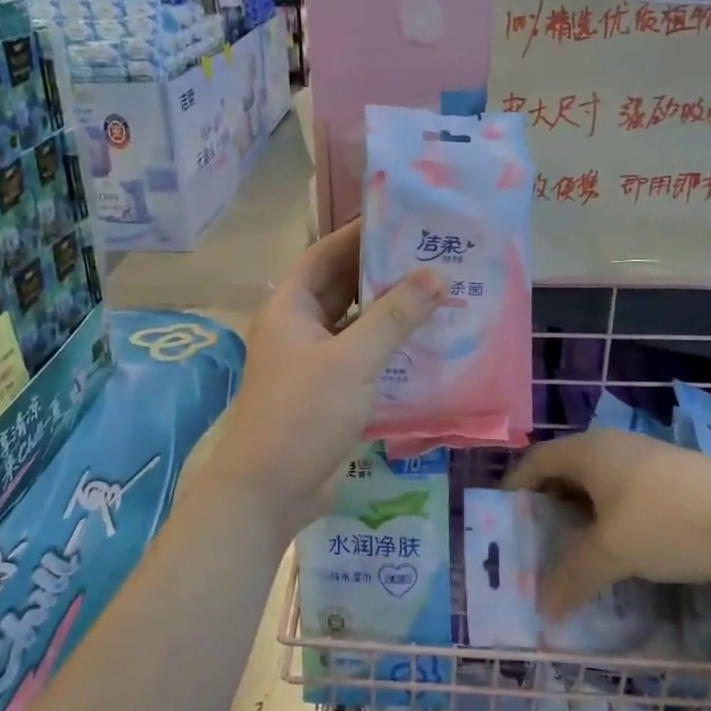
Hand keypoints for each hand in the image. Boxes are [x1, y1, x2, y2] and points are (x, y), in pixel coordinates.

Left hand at [201, 220, 444, 535]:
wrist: (270, 490)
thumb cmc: (303, 413)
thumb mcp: (353, 360)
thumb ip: (394, 317)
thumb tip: (435, 275)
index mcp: (290, 308)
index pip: (325, 255)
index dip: (358, 234)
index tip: (401, 220)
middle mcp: (299, 328)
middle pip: (342, 288)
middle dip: (383, 273)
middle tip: (432, 255)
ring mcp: (313, 362)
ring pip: (355, 325)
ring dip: (390, 313)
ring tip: (440, 294)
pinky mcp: (329, 393)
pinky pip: (362, 358)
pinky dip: (389, 349)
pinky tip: (428, 344)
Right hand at [505, 429, 710, 615]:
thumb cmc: (671, 522)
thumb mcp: (614, 552)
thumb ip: (573, 577)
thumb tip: (544, 608)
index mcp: (589, 450)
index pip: (534, 462)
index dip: (514, 490)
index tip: (502, 524)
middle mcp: (613, 447)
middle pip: (564, 473)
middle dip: (546, 509)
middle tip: (535, 546)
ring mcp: (646, 461)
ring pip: (597, 487)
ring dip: (580, 518)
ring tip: (574, 555)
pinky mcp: (674, 480)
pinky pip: (624, 496)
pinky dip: (609, 520)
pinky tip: (619, 552)